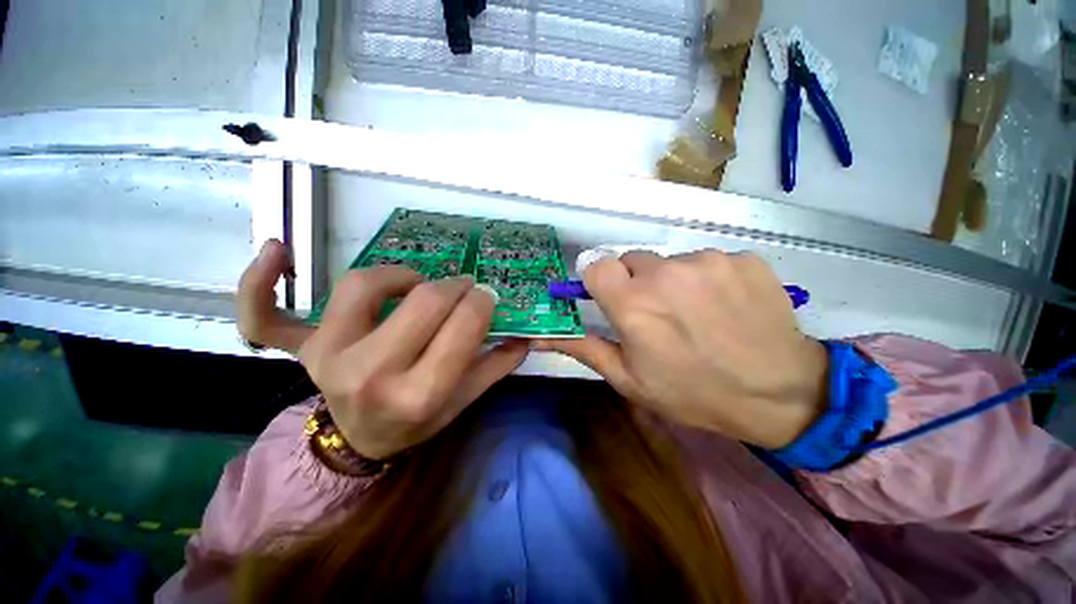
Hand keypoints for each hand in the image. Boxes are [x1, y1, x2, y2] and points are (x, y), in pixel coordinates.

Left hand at [237, 240, 528, 458]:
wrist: (361, 442)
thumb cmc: (418, 421)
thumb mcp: (464, 402)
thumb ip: (496, 366)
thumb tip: (523, 334)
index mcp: (418, 393)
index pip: (461, 327)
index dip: (481, 302)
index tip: (486, 296)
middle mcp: (370, 374)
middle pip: (423, 302)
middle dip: (455, 287)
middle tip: (463, 288)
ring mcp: (327, 358)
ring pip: (365, 286)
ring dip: (401, 276)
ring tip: (416, 285)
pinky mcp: (300, 349)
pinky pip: (264, 316)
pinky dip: (259, 283)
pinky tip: (276, 249)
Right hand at [536, 250, 826, 448]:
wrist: (780, 395)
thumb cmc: (693, 393)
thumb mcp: (629, 378)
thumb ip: (583, 348)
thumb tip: (540, 336)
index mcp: (632, 304)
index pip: (596, 264)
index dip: (601, 281)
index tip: (612, 299)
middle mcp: (665, 273)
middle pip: (631, 260)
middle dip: (635, 282)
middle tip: (656, 314)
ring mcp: (707, 261)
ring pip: (669, 261)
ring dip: (672, 281)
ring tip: (695, 314)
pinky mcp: (741, 258)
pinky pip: (706, 261)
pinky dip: (707, 279)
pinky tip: (724, 307)